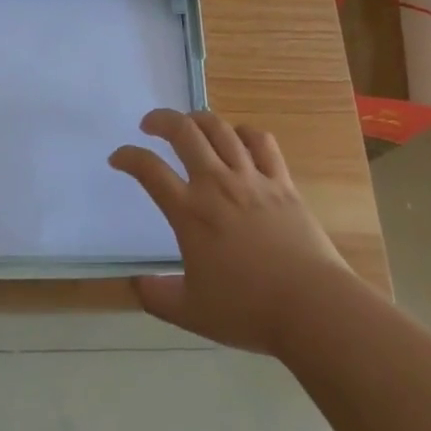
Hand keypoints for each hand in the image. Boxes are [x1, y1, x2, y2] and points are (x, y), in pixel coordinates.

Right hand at [110, 109, 353, 354]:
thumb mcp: (191, 312)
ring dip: (199, 119)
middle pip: (184, 132)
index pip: (149, 170)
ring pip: (220, 129)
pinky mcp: (282, 182)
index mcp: (190, 212)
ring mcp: (252, 178)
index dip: (128, 157)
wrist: (312, 307)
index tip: (118, 158)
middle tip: (150, 124)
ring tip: (189, 124)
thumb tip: (136, 283)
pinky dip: (245, 132)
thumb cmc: (248, 310)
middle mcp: (217, 184)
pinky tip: (238, 138)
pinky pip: (261, 142)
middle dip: (161, 120)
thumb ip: (157, 296)